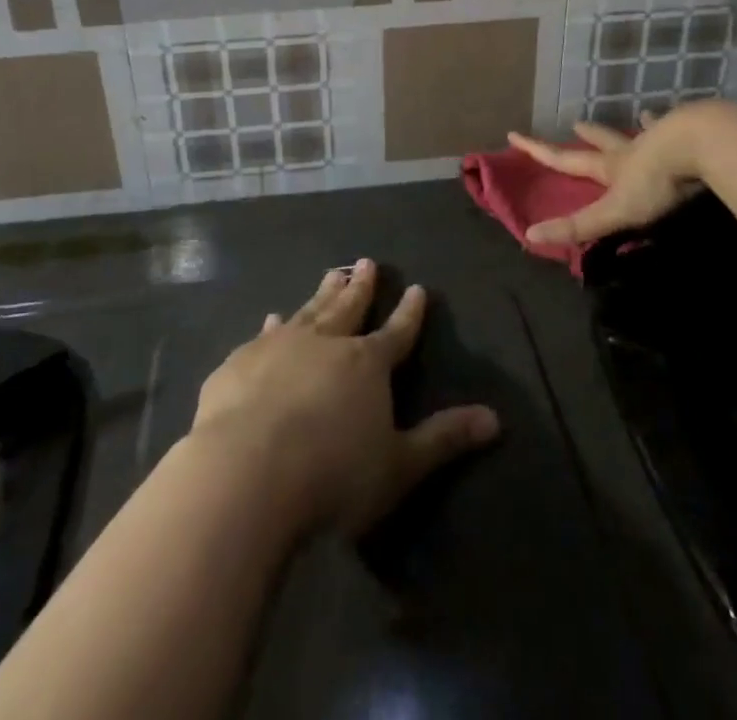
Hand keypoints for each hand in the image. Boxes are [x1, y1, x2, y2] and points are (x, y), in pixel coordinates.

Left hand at [189, 260, 499, 536]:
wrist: (246, 472)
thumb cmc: (332, 475)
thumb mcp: (399, 465)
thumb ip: (444, 439)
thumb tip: (495, 418)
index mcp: (367, 364)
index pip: (397, 332)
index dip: (409, 313)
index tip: (416, 288)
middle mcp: (326, 342)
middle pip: (349, 308)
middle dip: (361, 286)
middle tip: (367, 262)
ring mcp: (280, 347)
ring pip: (309, 310)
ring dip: (322, 293)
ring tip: (332, 274)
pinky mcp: (241, 361)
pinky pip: (264, 334)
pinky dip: (274, 324)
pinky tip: (272, 318)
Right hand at [507, 113, 703, 247]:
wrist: (699, 144)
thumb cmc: (656, 182)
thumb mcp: (614, 211)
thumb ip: (579, 225)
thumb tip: (530, 235)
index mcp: (610, 167)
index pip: (565, 160)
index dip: (538, 151)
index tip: (514, 134)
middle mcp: (630, 150)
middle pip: (603, 141)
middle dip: (589, 135)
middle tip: (577, 124)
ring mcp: (661, 140)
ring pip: (644, 131)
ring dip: (637, 126)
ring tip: (639, 115)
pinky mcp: (690, 136)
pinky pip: (681, 129)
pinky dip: (679, 124)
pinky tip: (686, 116)